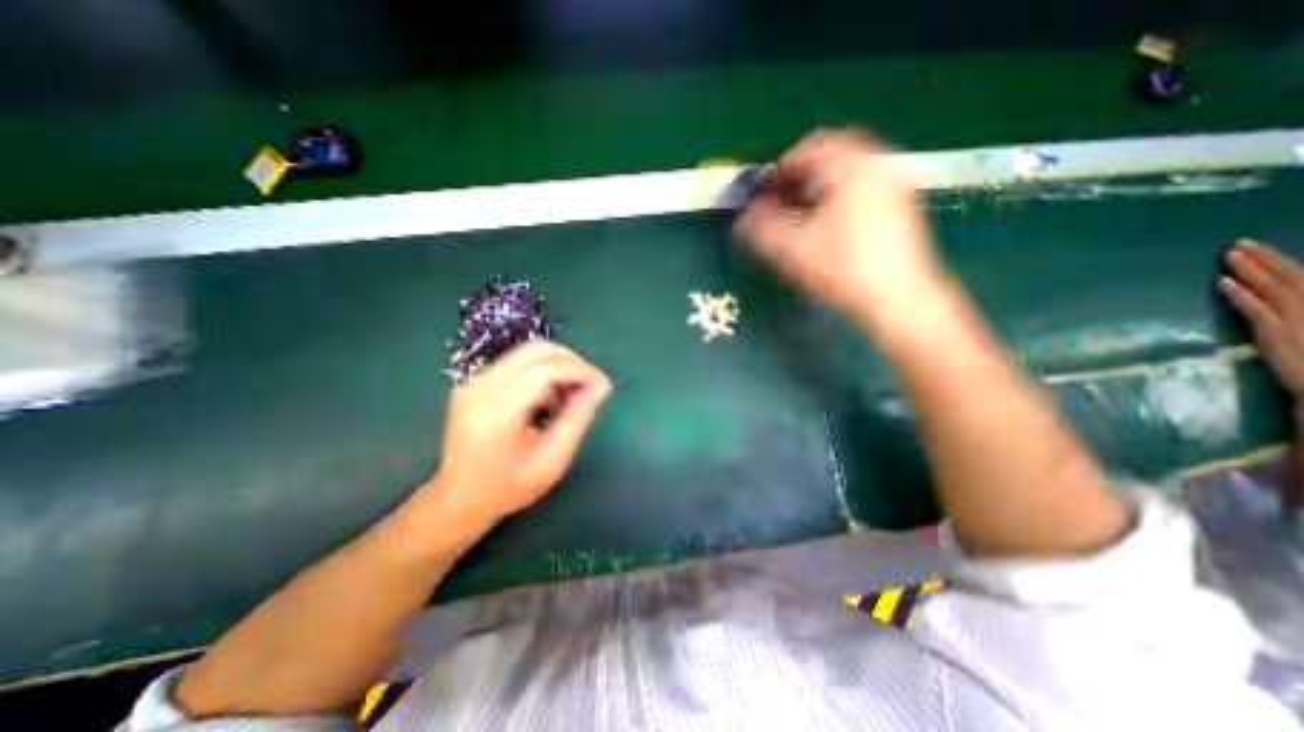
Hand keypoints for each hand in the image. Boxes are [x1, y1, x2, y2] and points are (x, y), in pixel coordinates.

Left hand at [424, 339, 616, 532]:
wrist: (458, 498)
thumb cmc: (508, 487)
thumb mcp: (553, 460)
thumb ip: (578, 419)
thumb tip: (600, 386)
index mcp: (497, 413)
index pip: (544, 370)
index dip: (580, 371)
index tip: (603, 386)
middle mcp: (480, 388)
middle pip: (536, 350)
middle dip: (572, 361)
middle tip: (591, 385)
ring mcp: (474, 381)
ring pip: (528, 352)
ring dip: (559, 364)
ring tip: (571, 393)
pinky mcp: (475, 381)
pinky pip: (518, 361)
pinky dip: (543, 369)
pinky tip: (550, 395)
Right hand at [732, 128, 938, 333]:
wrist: (898, 299)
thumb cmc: (844, 270)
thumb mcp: (793, 250)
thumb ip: (761, 228)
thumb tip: (744, 217)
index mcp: (852, 168)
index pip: (810, 148)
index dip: (781, 169)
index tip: (767, 192)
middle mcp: (879, 165)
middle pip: (832, 154)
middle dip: (802, 176)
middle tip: (783, 200)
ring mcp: (896, 184)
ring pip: (850, 170)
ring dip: (821, 185)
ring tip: (804, 214)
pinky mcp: (903, 205)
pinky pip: (865, 184)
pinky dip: (842, 194)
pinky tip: (831, 224)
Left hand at [1219, 241, 1303, 398]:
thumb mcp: (1299, 328)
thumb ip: (1291, 305)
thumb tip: (1270, 293)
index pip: (1298, 276)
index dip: (1274, 260)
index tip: (1251, 247)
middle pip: (1287, 276)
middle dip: (1262, 258)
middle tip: (1237, 243)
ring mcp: (1298, 319)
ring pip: (1271, 287)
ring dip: (1249, 269)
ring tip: (1229, 254)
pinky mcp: (1277, 333)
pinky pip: (1256, 309)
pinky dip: (1240, 294)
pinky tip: (1222, 282)